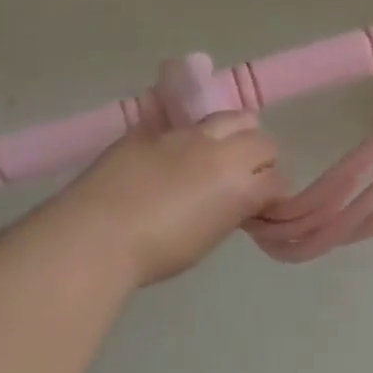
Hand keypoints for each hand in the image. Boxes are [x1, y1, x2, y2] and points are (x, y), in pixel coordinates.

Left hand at [62, 114, 285, 285]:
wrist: (95, 236)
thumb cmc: (157, 253)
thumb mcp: (209, 237)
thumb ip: (231, 210)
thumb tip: (236, 201)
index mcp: (239, 185)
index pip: (277, 180)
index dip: (273, 196)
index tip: (262, 209)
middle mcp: (220, 151)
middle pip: (262, 141)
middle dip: (261, 160)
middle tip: (245, 181)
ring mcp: (185, 134)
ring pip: (229, 118)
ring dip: (233, 136)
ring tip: (217, 157)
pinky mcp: (152, 129)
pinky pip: (185, 124)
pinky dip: (192, 138)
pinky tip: (176, 158)